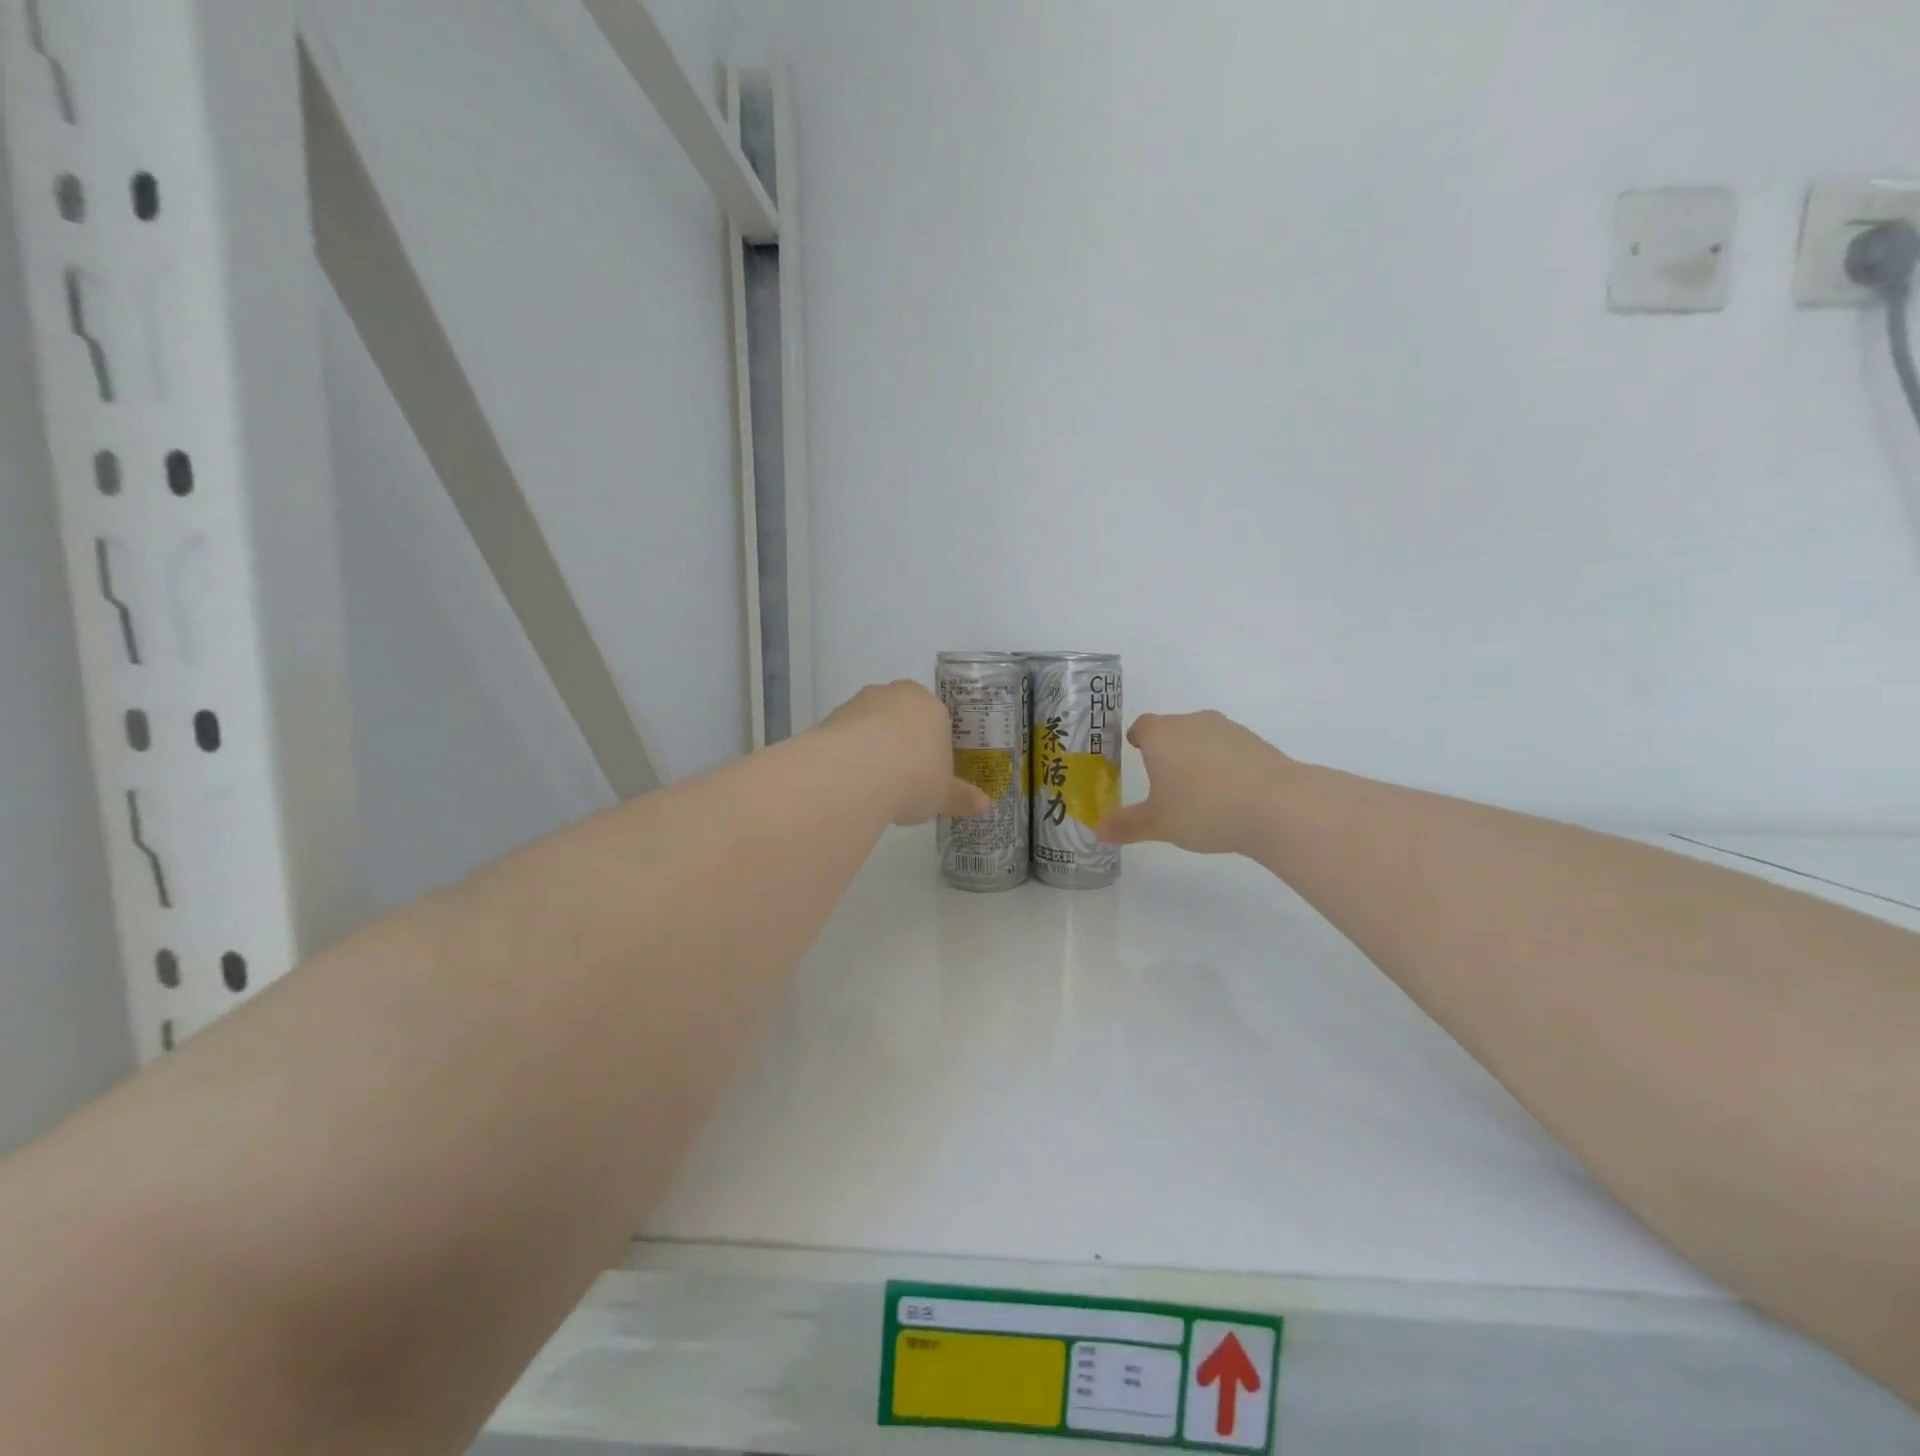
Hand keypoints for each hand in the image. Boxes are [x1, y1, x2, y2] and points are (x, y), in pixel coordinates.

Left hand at [821, 681, 990, 826]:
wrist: (856, 774)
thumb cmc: (915, 776)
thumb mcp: (944, 794)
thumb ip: (962, 797)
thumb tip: (984, 804)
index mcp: (930, 704)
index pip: (936, 717)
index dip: (933, 744)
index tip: (929, 769)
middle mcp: (894, 694)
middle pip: (902, 716)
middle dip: (902, 742)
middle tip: (903, 777)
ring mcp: (859, 703)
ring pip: (871, 724)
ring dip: (873, 748)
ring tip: (874, 786)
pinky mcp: (830, 719)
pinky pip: (846, 737)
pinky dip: (849, 755)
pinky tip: (851, 783)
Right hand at [1097, 710, 1292, 855]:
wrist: (1277, 806)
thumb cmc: (1203, 809)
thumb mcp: (1158, 824)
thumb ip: (1127, 825)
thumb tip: (1098, 830)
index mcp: (1161, 735)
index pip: (1141, 726)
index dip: (1137, 739)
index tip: (1136, 752)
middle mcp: (1193, 723)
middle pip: (1173, 729)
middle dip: (1167, 751)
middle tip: (1164, 780)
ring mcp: (1229, 730)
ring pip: (1203, 738)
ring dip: (1198, 757)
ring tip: (1200, 792)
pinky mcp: (1257, 743)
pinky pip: (1230, 751)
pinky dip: (1226, 766)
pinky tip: (1230, 796)